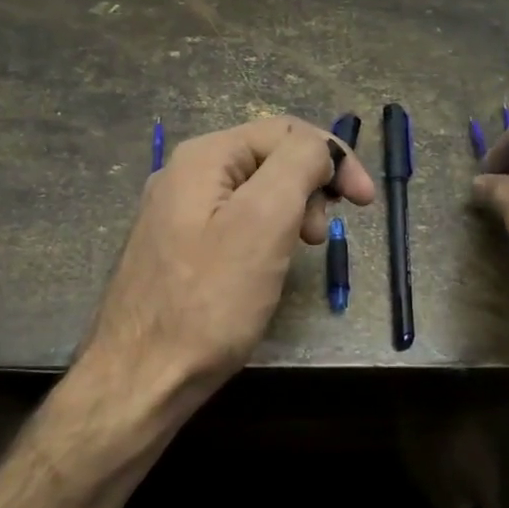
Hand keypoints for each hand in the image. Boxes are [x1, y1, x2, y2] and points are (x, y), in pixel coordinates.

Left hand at [81, 117, 375, 407]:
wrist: (143, 376)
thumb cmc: (210, 301)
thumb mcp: (264, 222)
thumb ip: (297, 166)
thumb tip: (318, 149)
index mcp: (203, 158)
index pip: (285, 131)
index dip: (333, 157)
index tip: (365, 201)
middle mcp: (185, 176)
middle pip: (268, 158)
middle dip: (310, 185)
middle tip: (320, 235)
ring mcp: (177, 214)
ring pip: (254, 193)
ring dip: (291, 211)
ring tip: (301, 250)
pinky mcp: (178, 249)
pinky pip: (235, 223)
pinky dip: (266, 234)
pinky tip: (269, 264)